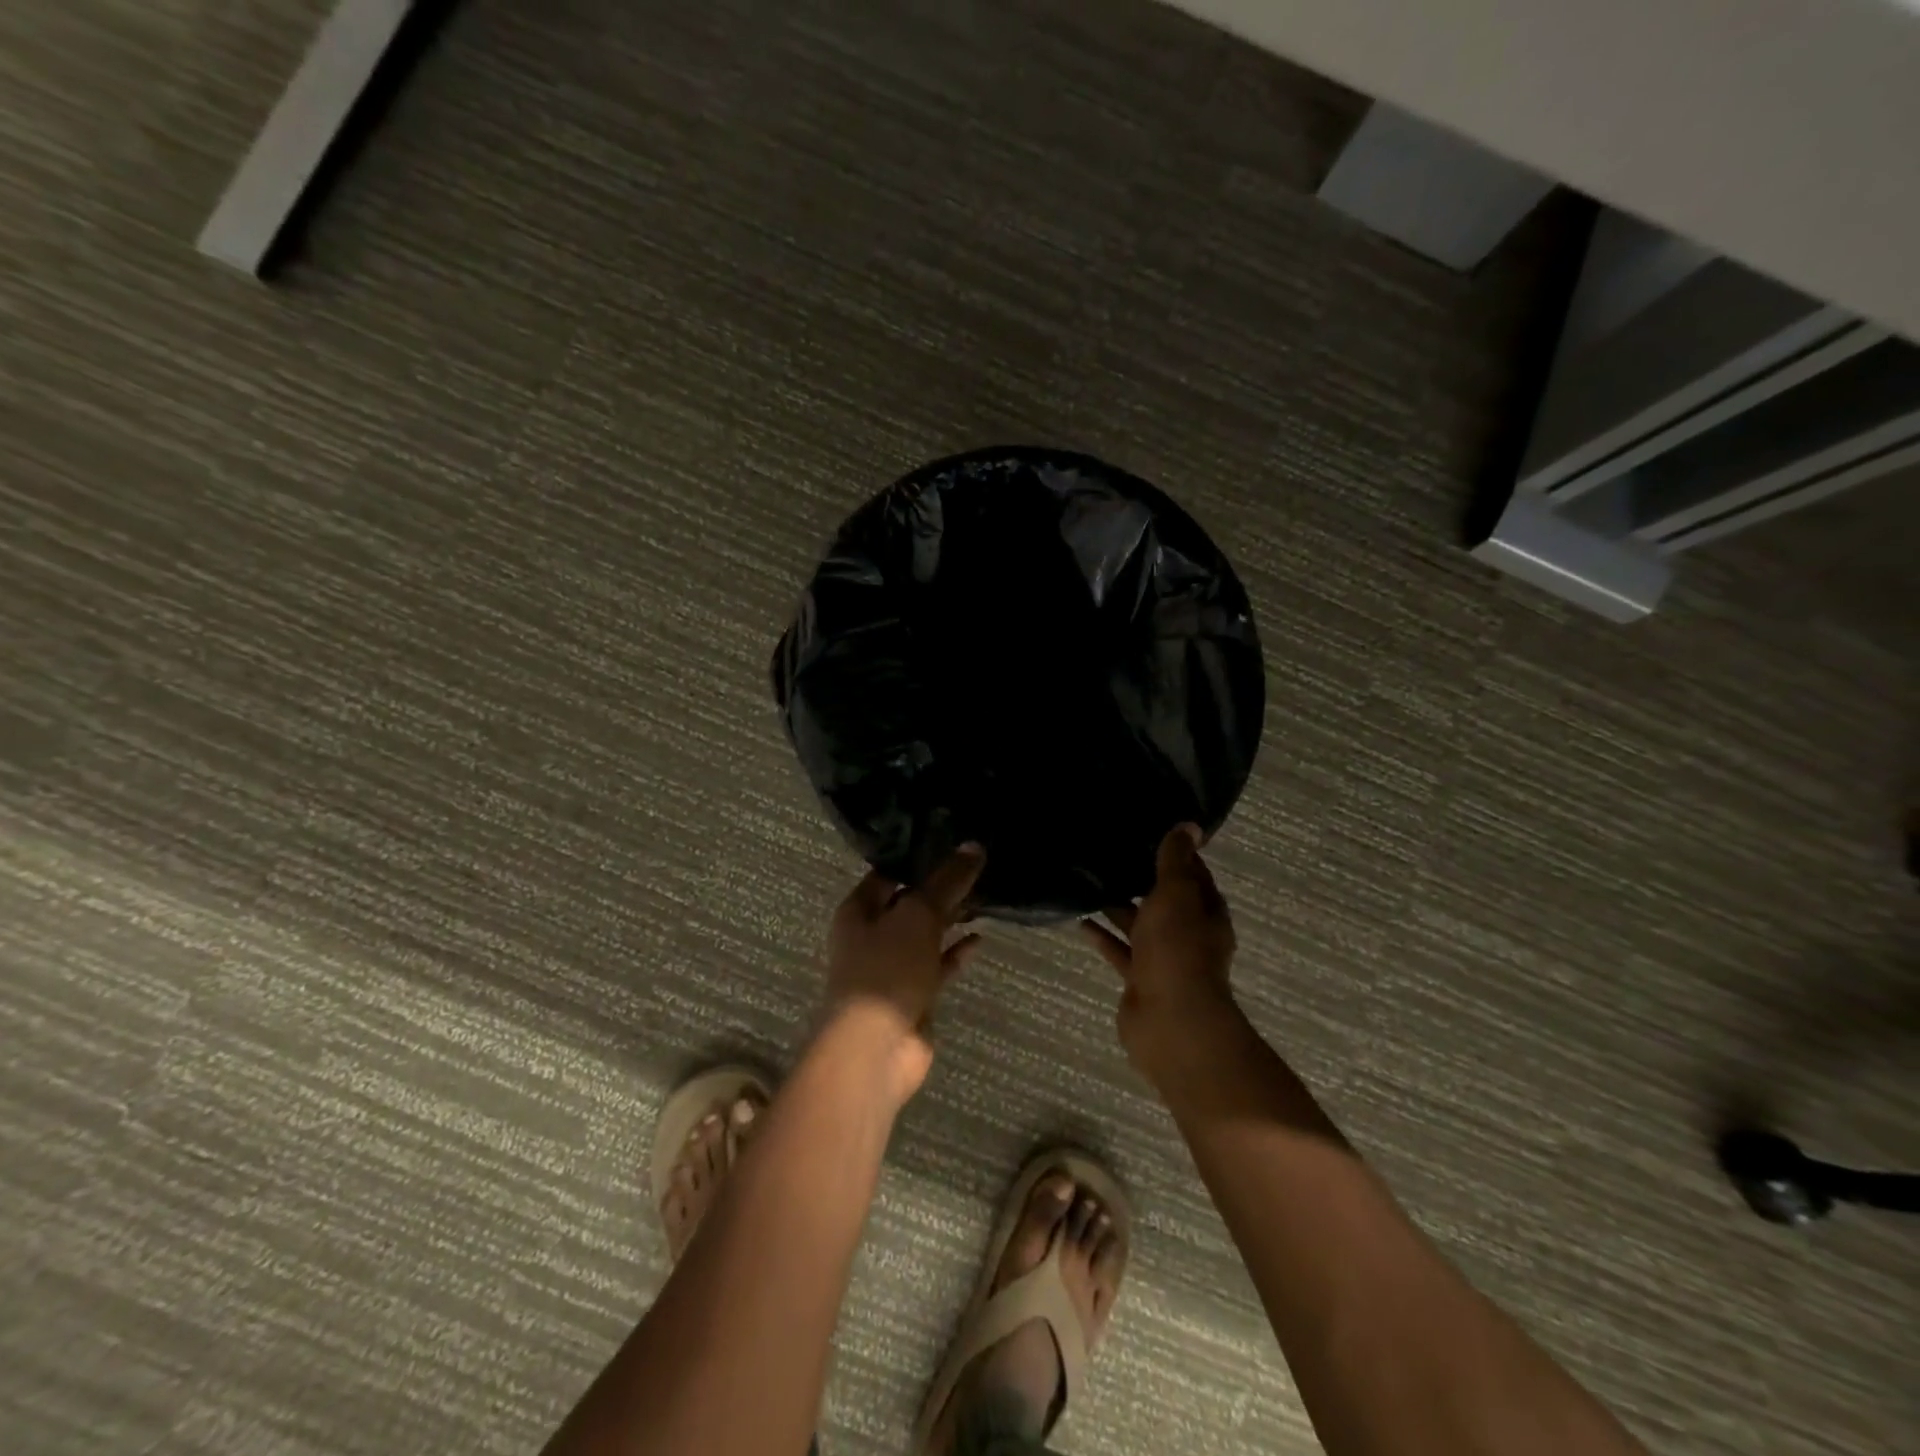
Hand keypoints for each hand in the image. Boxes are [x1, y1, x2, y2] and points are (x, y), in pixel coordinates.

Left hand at [822, 845, 985, 1104]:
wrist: (875, 1048)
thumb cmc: (886, 968)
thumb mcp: (918, 915)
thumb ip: (947, 881)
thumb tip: (973, 845)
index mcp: (859, 909)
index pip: (890, 872)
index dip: (918, 857)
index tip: (954, 840)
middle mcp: (872, 934)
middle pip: (910, 902)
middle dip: (941, 888)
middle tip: (978, 866)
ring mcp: (893, 966)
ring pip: (926, 934)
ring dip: (951, 919)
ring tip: (984, 897)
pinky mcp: (914, 994)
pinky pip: (937, 965)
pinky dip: (956, 952)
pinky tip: (980, 939)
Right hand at [1080, 824, 1240, 1079]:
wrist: (1170, 1020)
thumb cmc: (1178, 949)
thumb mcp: (1176, 894)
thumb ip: (1176, 861)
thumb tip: (1190, 825)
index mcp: (1206, 913)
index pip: (1195, 877)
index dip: (1177, 856)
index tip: (1151, 835)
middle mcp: (1189, 935)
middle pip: (1166, 903)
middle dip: (1143, 882)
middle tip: (1112, 855)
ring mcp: (1164, 960)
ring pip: (1141, 927)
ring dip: (1120, 909)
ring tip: (1091, 884)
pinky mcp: (1140, 980)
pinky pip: (1121, 952)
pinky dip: (1104, 938)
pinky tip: (1081, 923)